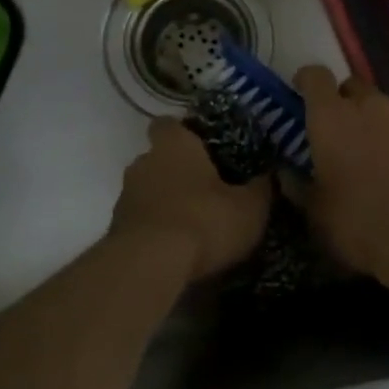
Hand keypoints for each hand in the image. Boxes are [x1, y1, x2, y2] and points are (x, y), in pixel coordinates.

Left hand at [111, 118, 271, 280]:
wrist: (149, 265)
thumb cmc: (203, 221)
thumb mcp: (250, 208)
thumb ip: (262, 188)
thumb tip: (271, 175)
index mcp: (174, 145)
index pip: (170, 123)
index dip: (185, 133)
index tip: (205, 147)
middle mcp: (143, 162)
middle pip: (159, 158)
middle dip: (179, 172)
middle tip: (208, 190)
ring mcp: (125, 196)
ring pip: (149, 190)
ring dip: (167, 202)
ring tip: (195, 224)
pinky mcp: (116, 229)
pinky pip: (142, 220)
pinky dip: (157, 228)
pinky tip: (178, 248)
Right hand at [294, 65, 388, 277]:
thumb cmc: (356, 220)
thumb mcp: (315, 211)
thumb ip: (299, 186)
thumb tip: (287, 175)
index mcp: (332, 117)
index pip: (315, 77)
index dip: (307, 81)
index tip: (302, 91)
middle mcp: (371, 107)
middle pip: (355, 88)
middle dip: (346, 103)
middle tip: (341, 133)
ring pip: (387, 111)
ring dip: (378, 126)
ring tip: (377, 160)